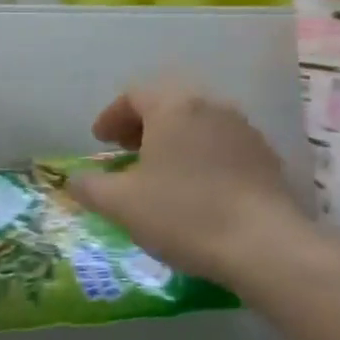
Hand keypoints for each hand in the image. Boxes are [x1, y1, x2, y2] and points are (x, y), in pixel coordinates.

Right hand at [66, 80, 309, 292]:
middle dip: (142, 125)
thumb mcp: (122, 204)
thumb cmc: (184, 214)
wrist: (264, 244)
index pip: (135, 94)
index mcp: (174, 105)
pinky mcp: (265, 155)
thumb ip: (90, 187)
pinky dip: (201, 156)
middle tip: (126, 151)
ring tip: (160, 172)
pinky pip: (222, 144)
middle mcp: (211, 105)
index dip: (111, 116)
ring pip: (198, 123)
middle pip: (169, 103)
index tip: (100, 141)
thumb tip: (73, 181)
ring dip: (174, 140)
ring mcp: (243, 128)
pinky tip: (197, 188)